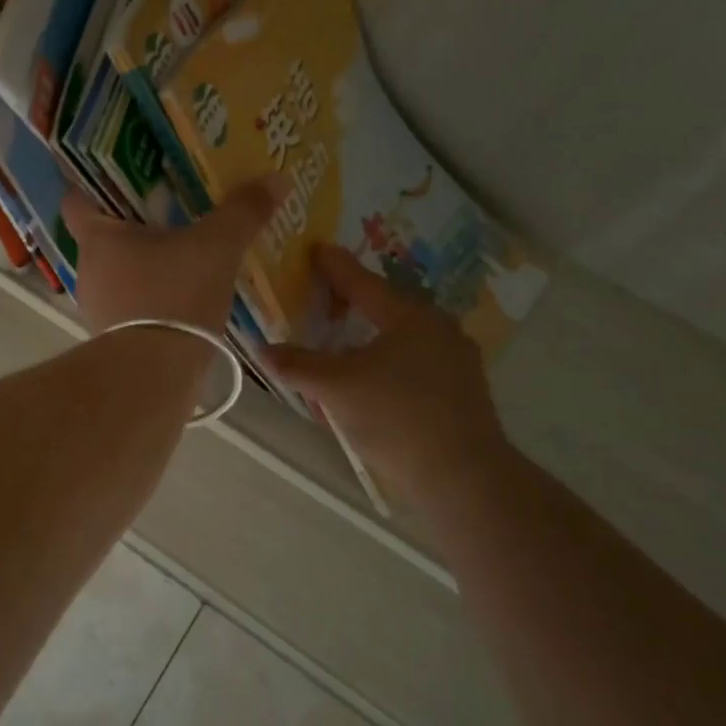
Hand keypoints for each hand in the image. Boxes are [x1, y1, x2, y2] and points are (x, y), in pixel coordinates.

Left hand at [62, 179, 281, 335]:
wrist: (156, 376)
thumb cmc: (174, 297)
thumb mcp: (217, 248)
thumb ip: (243, 212)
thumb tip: (276, 178)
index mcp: (98, 238)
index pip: (76, 200)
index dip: (92, 185)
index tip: (122, 178)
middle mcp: (88, 270)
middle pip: (102, 236)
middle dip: (133, 224)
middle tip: (170, 212)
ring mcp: (96, 307)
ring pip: (117, 273)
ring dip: (143, 264)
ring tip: (182, 256)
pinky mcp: (112, 338)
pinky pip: (130, 305)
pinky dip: (150, 297)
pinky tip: (182, 299)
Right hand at [265, 245, 514, 505]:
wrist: (463, 477)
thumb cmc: (396, 417)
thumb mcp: (336, 388)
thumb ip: (298, 365)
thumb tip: (262, 349)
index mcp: (409, 316)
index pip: (363, 283)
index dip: (335, 266)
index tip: (317, 248)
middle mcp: (438, 329)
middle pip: (386, 306)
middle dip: (353, 302)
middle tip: (324, 297)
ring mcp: (455, 361)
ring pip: (401, 337)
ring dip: (369, 336)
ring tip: (342, 342)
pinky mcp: (462, 392)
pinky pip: (414, 362)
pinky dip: (386, 361)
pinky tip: (371, 380)